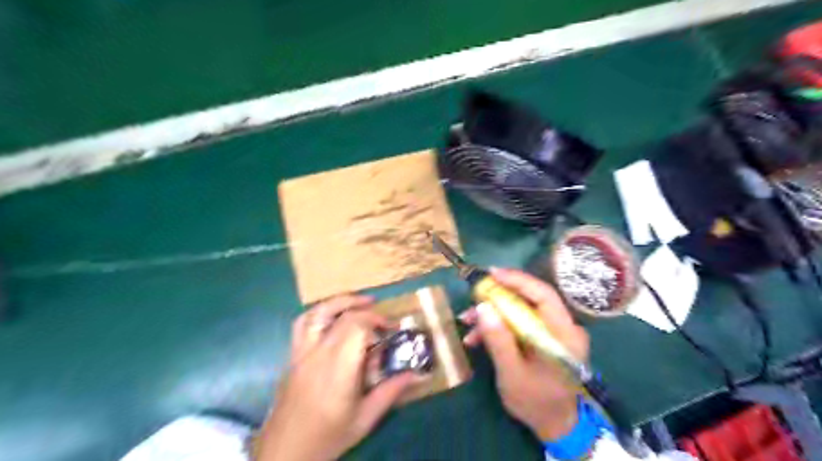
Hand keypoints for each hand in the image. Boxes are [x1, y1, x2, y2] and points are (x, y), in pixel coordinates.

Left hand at [258, 295, 413, 460]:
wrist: (285, 452)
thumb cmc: (328, 436)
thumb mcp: (365, 419)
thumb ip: (391, 392)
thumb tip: (417, 374)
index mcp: (338, 368)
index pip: (356, 326)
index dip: (376, 320)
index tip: (391, 329)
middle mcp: (318, 353)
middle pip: (343, 317)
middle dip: (367, 312)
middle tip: (383, 322)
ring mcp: (301, 352)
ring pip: (318, 312)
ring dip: (341, 302)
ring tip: (360, 303)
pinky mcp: (292, 355)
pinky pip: (302, 323)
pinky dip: (319, 312)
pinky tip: (332, 316)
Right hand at [461, 268, 590, 440]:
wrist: (554, 424)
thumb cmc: (535, 402)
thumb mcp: (512, 374)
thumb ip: (499, 340)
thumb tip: (482, 307)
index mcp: (564, 335)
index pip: (544, 295)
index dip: (518, 280)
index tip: (491, 274)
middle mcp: (563, 327)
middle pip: (530, 299)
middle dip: (498, 297)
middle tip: (473, 296)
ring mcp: (554, 332)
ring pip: (521, 310)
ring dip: (494, 313)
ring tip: (467, 321)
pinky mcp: (544, 337)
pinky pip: (520, 322)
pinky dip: (499, 326)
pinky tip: (477, 336)